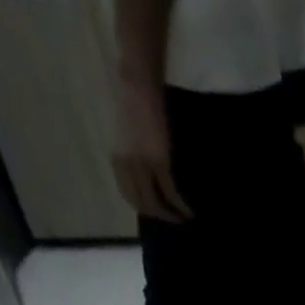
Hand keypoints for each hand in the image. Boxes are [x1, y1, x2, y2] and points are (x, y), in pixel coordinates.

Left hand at [112, 84, 190, 221]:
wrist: (136, 86)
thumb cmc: (129, 106)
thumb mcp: (123, 139)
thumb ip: (129, 159)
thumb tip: (143, 179)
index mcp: (116, 161)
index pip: (130, 197)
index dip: (145, 209)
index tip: (157, 213)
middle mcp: (127, 167)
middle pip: (145, 205)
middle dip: (160, 216)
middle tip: (174, 219)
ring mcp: (143, 166)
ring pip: (157, 204)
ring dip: (171, 215)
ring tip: (183, 217)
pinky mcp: (159, 163)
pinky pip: (171, 193)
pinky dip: (181, 206)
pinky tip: (188, 211)